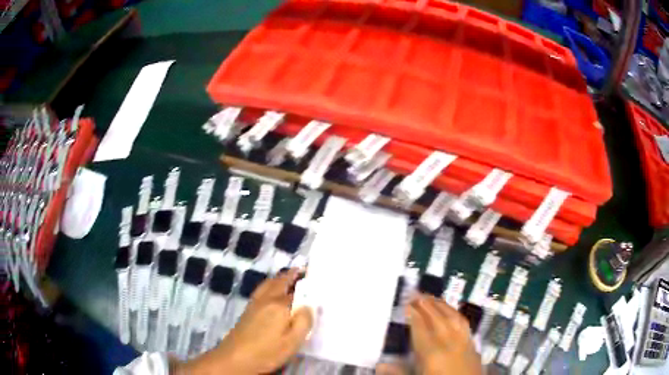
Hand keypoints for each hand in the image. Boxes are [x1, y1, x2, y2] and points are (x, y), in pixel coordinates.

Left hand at [177, 269, 312, 374]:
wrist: (236, 357)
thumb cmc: (267, 352)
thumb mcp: (293, 341)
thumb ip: (304, 322)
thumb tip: (309, 306)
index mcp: (279, 305)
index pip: (297, 291)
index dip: (307, 285)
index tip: (316, 277)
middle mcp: (266, 299)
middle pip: (279, 281)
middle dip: (290, 275)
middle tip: (301, 270)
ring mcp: (255, 303)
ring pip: (268, 284)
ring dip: (279, 278)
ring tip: (288, 277)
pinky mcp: (247, 310)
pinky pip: (261, 289)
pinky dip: (269, 284)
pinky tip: (271, 291)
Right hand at [407, 294, 481, 374]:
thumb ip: (399, 373)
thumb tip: (381, 364)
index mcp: (432, 354)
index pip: (421, 327)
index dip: (414, 314)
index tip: (406, 303)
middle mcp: (449, 343)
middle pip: (437, 318)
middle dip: (427, 304)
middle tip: (416, 293)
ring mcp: (464, 343)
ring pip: (453, 318)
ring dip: (442, 305)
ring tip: (432, 297)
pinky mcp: (473, 347)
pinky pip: (464, 324)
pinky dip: (456, 314)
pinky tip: (453, 312)